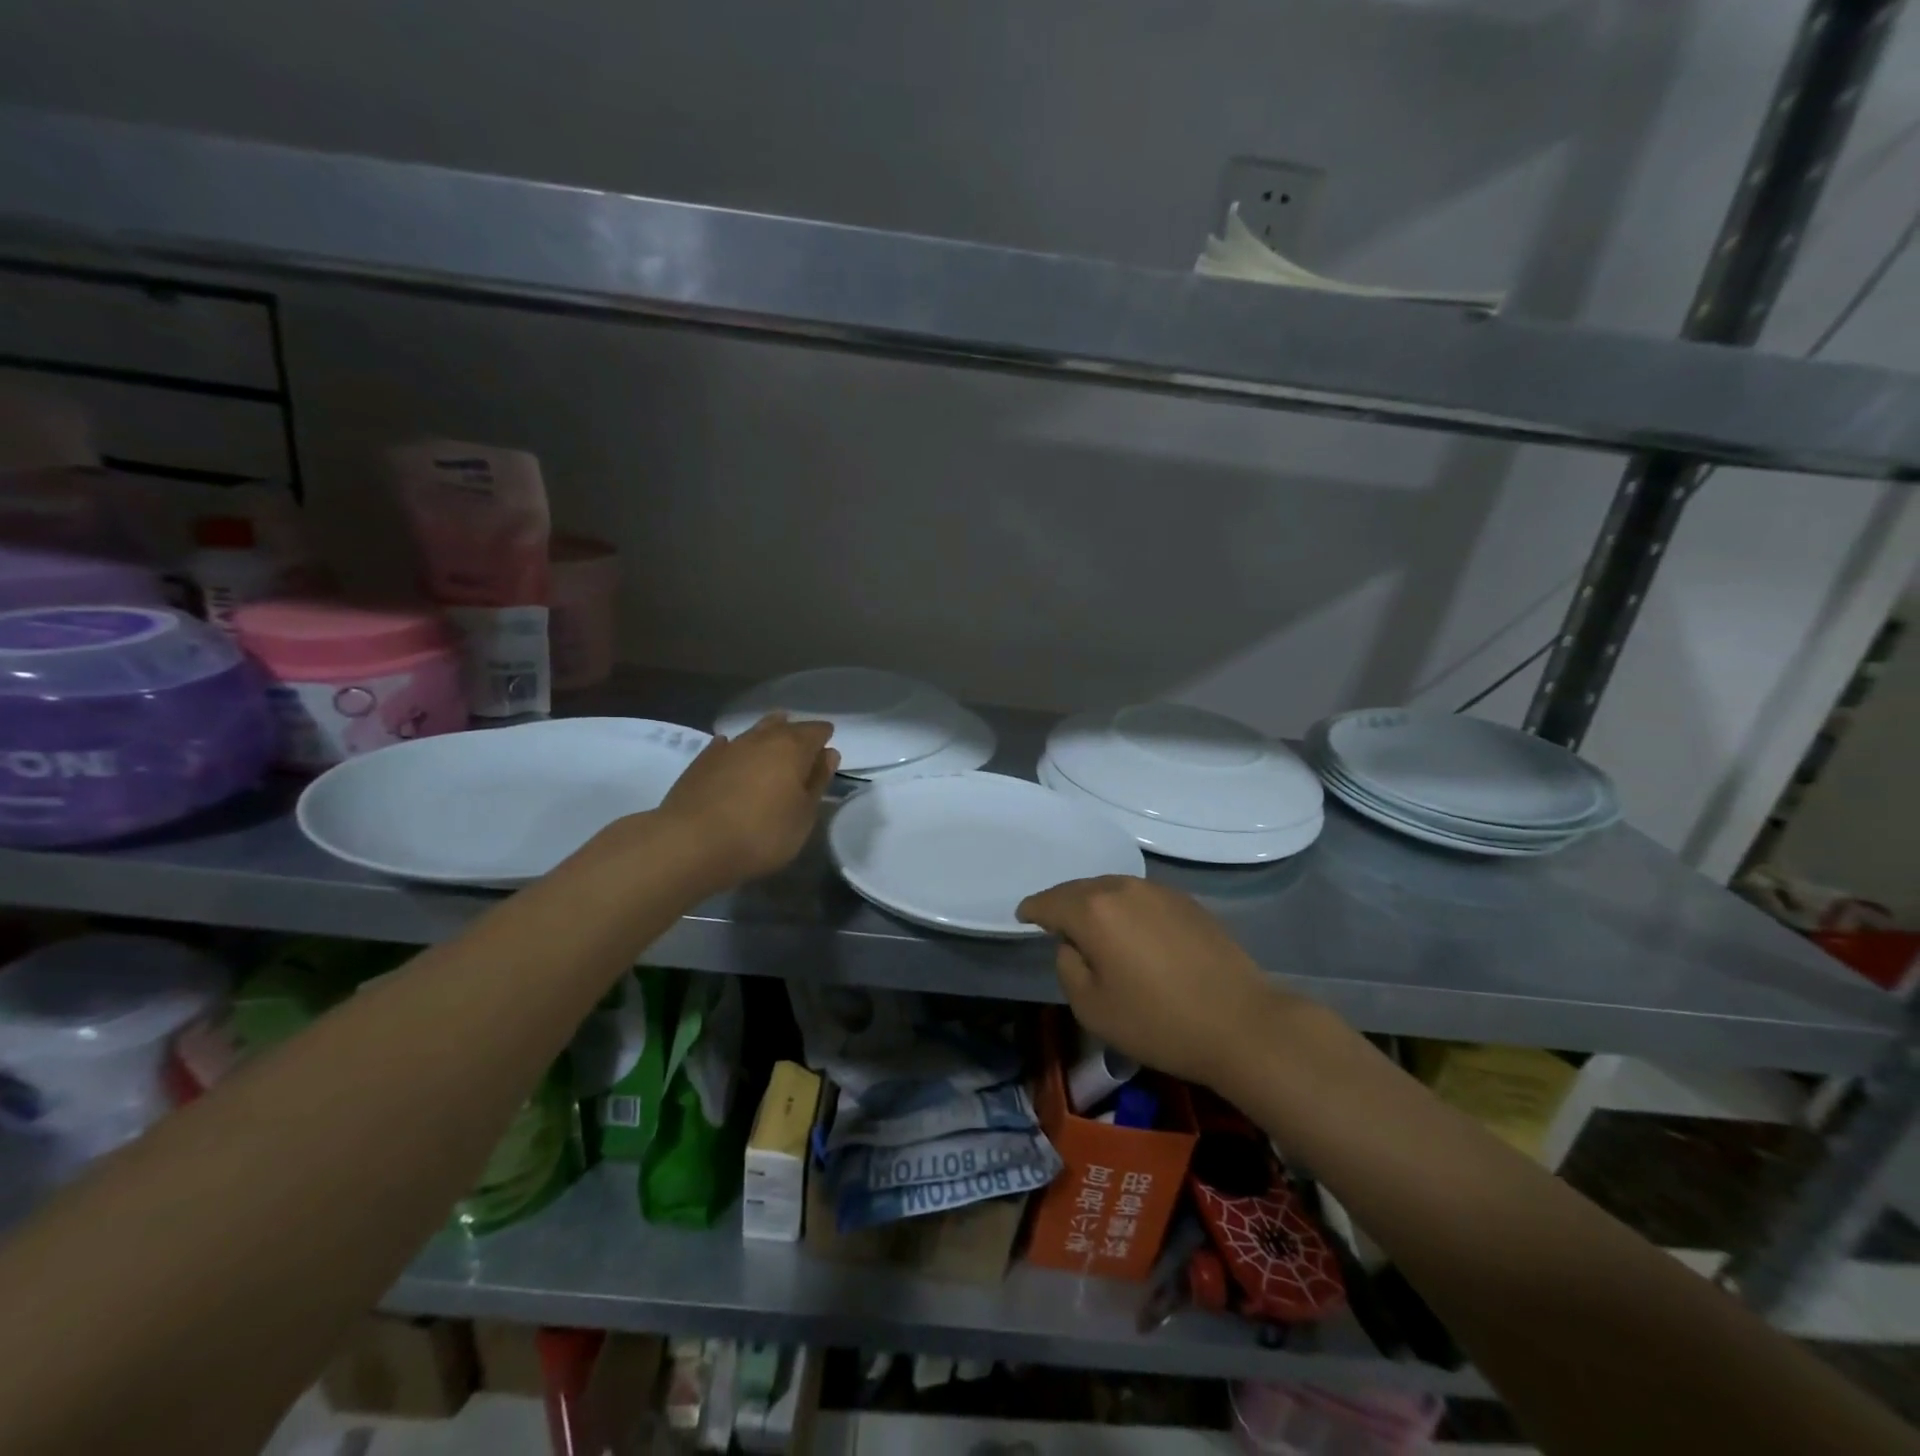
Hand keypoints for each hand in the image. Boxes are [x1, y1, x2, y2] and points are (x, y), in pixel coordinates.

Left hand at [653, 714, 838, 887]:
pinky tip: (732, 754)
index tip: (828, 749)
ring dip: (767, 736)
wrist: (691, 843)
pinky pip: (726, 746)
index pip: (816, 731)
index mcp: (792, 748)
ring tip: (773, 745)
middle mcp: (761, 739)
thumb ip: (817, 782)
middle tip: (803, 747)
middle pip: (784, 726)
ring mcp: (728, 747)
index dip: (824, 737)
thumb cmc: (761, 834)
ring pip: (754, 732)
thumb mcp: (803, 816)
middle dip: (796, 733)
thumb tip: (828, 754)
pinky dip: (735, 749)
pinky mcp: (701, 761)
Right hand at [1017, 876, 1305, 1091]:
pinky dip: (1125, 908)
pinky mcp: (1187, 902)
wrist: (1241, 1023)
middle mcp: (1123, 889)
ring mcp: (1158, 891)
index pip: (1049, 902)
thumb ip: (1068, 967)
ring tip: (1091, 926)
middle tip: (1053, 922)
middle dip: (1063, 904)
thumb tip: (1073, 944)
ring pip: (1112, 889)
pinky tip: (1131, 931)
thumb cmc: (1158, 1022)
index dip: (1032, 910)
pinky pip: (1140, 897)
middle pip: (1080, 889)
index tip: (1022, 916)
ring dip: (1096, 904)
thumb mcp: (1092, 1008)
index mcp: (1093, 911)